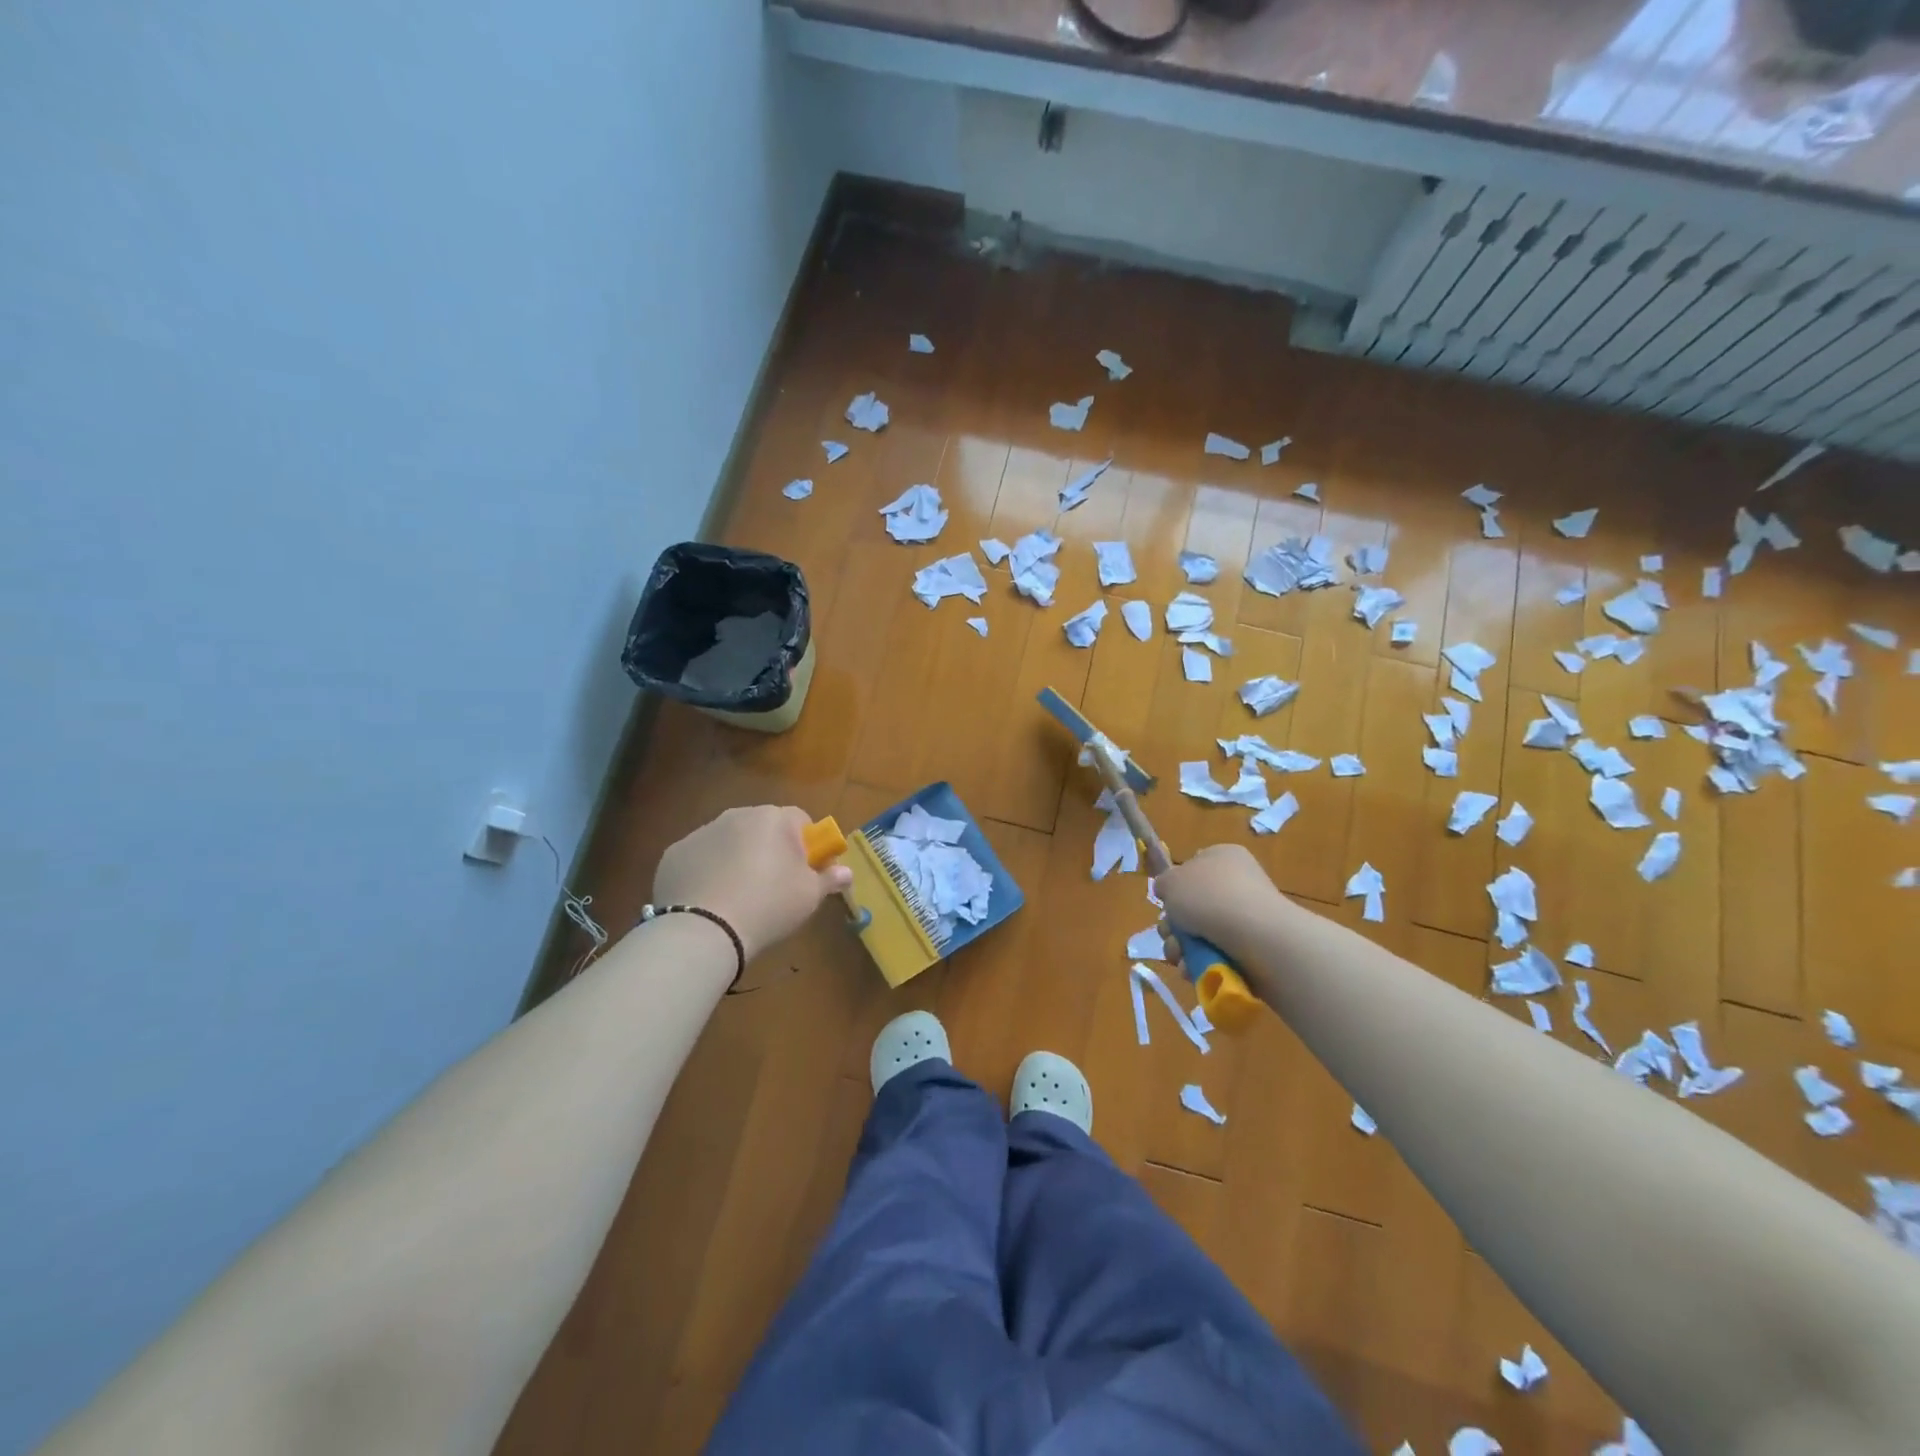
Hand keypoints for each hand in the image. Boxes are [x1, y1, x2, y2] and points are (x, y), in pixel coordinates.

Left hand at [653, 806, 851, 961]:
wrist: (704, 930)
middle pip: (763, 828)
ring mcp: (701, 832)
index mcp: (774, 818)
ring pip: (729, 841)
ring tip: (739, 898)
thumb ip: (829, 878)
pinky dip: (707, 872)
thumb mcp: (809, 896)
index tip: (807, 872)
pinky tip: (710, 901)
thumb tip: (846, 872)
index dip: (808, 845)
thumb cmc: (768, 906)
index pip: (801, 820)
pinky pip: (701, 858)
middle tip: (774, 886)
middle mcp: (737, 815)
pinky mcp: (674, 853)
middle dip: (771, 849)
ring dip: (738, 859)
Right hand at [1154, 843, 1288, 960]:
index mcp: (1222, 857)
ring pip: (1200, 934)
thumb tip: (1167, 890)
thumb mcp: (1170, 881)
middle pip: (1193, 905)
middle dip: (1174, 926)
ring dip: (1181, 948)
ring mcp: (1247, 917)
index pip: (1194, 866)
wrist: (1255, 935)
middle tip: (1169, 934)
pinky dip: (1200, 963)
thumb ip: (1163, 883)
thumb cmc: (1209, 897)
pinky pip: (1217, 954)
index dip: (1175, 885)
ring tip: (1180, 956)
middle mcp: (1237, 883)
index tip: (1166, 901)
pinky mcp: (1253, 948)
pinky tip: (1193, 969)